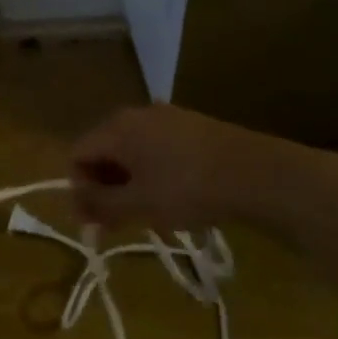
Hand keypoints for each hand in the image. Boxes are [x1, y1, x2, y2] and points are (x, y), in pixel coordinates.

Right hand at [68, 103, 322, 234]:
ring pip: (132, 152)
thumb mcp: (139, 204)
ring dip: (129, 184)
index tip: (93, 221)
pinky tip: (173, 198)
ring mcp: (167, 117)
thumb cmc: (189, 189)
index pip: (77, 155)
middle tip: (117, 223)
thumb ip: (100, 205)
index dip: (78, 189)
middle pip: (103, 152)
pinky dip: (153, 173)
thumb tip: (77, 206)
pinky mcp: (192, 126)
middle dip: (104, 188)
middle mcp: (136, 115)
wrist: (260, 174)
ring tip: (148, 215)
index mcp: (117, 128)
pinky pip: (157, 149)